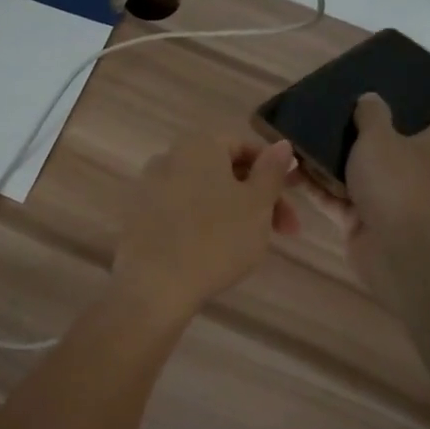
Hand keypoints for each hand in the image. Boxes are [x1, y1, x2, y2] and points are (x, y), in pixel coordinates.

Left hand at [111, 134, 298, 312]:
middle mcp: (169, 157)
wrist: (155, 284)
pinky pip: (180, 212)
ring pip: (203, 193)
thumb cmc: (217, 238)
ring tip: (251, 245)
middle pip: (223, 171)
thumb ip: (271, 171)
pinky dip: (202, 224)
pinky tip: (214, 252)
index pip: (244, 148)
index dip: (274, 174)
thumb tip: (282, 144)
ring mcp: (148, 187)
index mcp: (199, 145)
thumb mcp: (257, 204)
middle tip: (283, 232)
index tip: (291, 203)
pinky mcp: (138, 217)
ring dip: (232, 213)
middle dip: (257, 198)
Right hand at [297, 94, 429, 300]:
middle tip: (311, 118)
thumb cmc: (397, 182)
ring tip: (289, 141)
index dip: (378, 112)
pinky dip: (314, 187)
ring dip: (322, 163)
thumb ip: (371, 115)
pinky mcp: (360, 223)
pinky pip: (333, 199)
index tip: (348, 100)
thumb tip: (369, 97)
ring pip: (348, 175)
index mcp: (428, 147)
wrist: (400, 249)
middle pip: (372, 150)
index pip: (405, 124)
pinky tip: (287, 170)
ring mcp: (383, 200)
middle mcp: (408, 173)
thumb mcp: (380, 136)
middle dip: (342, 138)